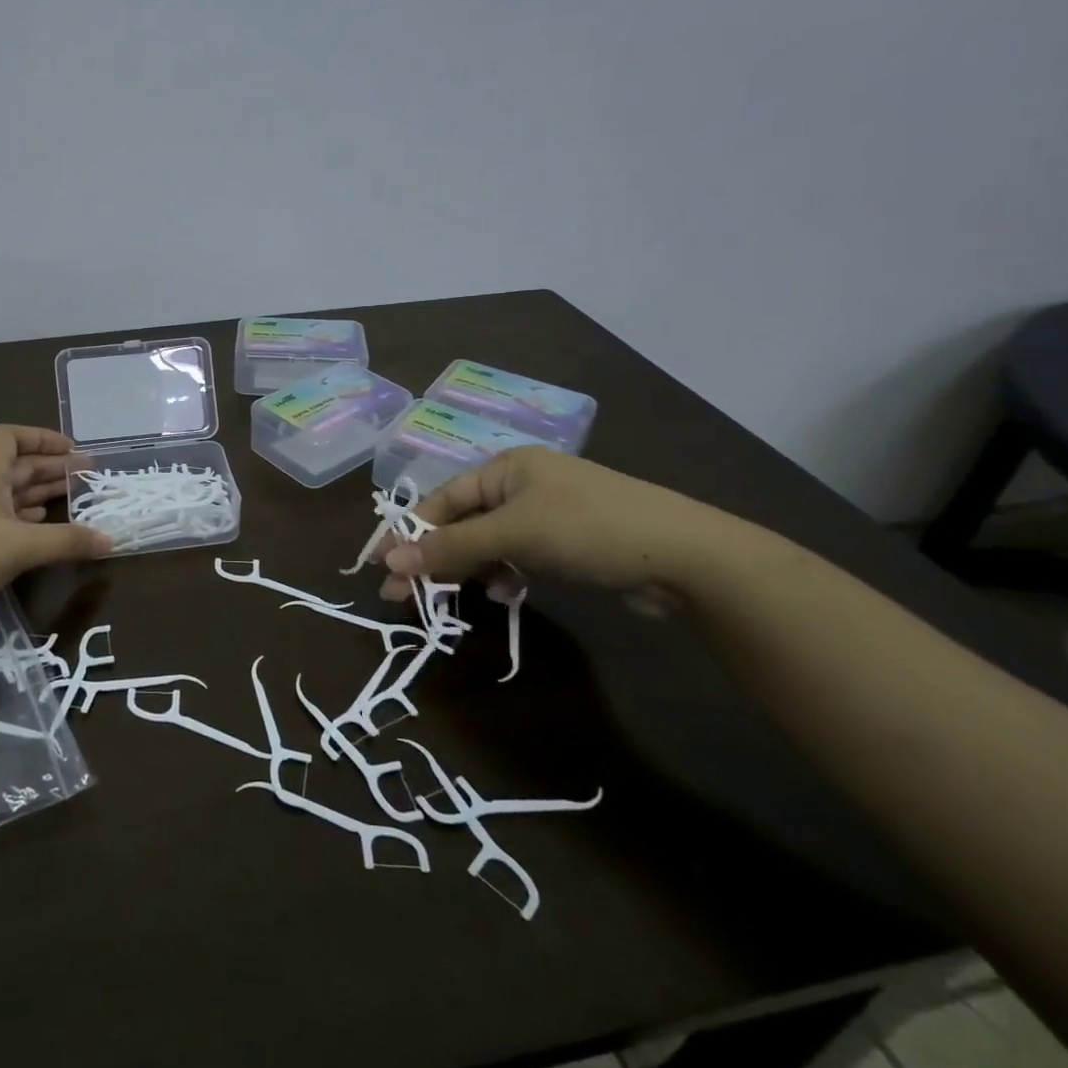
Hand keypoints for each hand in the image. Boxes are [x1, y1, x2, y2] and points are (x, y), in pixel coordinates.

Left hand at [0, 426, 108, 642]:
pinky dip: (26, 525)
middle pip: (17, 468)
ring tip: (74, 503)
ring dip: (41, 497)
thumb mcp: (18, 546)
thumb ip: (66, 542)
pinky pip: (2, 526)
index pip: (10, 437)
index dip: (42, 437)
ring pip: (10, 498)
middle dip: (52, 470)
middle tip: (89, 478)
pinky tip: (43, 534)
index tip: (73, 450)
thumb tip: (111, 540)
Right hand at [379, 447, 742, 617]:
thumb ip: (452, 548)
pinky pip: (517, 558)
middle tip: (401, 595)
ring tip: (449, 600)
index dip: (410, 532)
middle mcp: (522, 486)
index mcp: (506, 468)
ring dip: (467, 570)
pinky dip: (503, 576)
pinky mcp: (567, 545)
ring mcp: (547, 516)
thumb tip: (390, 563)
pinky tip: (501, 595)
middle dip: (433, 556)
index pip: (442, 500)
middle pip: (462, 523)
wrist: (686, 558)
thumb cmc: (588, 529)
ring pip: (489, 544)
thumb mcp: (513, 535)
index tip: (381, 565)